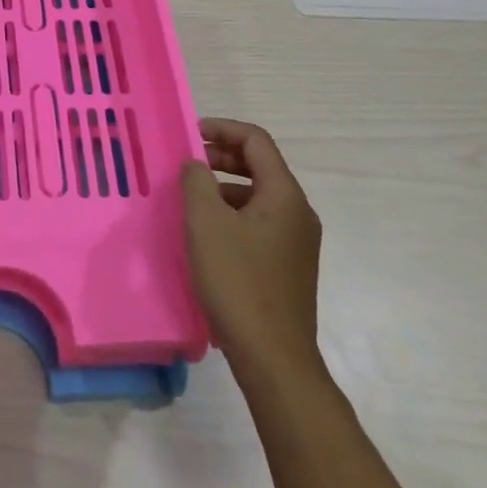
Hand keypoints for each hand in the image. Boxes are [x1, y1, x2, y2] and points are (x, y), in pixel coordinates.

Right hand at [182, 117, 325, 383]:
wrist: (274, 359)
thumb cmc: (237, 281)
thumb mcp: (205, 223)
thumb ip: (196, 181)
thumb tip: (197, 165)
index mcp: (284, 194)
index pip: (256, 141)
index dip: (222, 129)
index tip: (190, 133)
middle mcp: (298, 212)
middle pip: (260, 166)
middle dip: (222, 157)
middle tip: (188, 163)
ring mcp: (298, 241)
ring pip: (259, 195)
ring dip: (225, 186)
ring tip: (192, 199)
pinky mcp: (290, 266)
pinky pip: (261, 222)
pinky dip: (234, 213)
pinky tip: (209, 234)